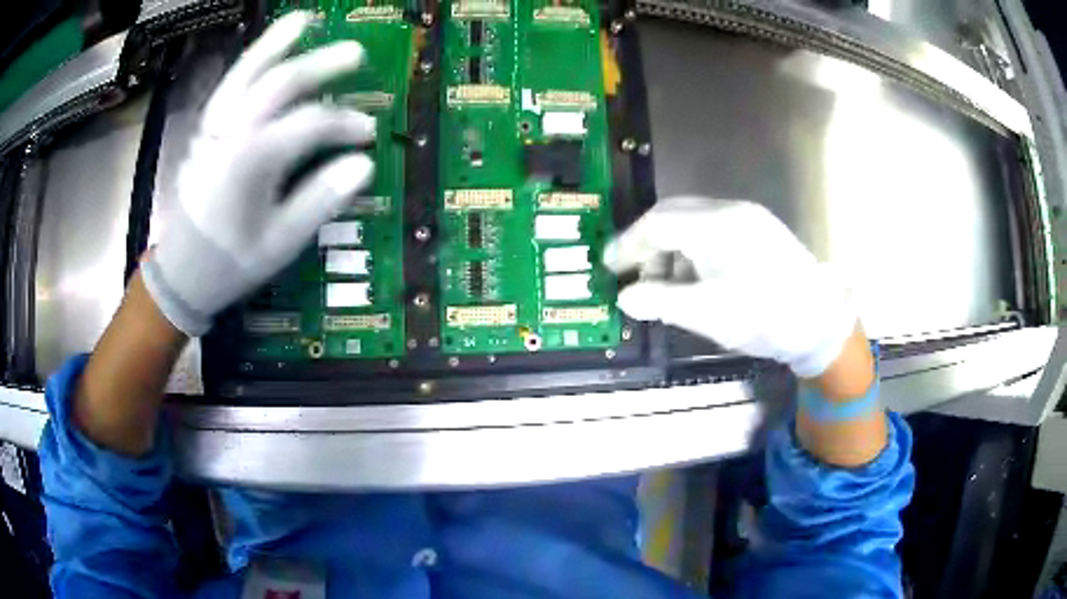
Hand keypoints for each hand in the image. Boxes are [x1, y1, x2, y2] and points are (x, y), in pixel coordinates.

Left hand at [141, 12, 375, 335]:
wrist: (180, 274)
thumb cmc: (230, 263)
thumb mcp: (280, 243)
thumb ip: (320, 200)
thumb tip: (365, 165)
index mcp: (251, 161)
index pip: (309, 125)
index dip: (344, 124)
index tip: (369, 134)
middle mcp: (231, 133)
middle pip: (280, 84)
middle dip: (321, 65)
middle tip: (357, 53)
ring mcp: (213, 128)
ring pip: (246, 73)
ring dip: (275, 44)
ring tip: (304, 19)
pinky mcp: (205, 130)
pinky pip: (228, 86)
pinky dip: (248, 63)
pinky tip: (267, 51)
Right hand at [604, 197, 856, 377]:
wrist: (821, 320)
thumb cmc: (764, 316)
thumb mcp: (708, 314)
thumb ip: (660, 301)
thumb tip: (626, 296)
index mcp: (716, 225)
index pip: (657, 223)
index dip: (628, 244)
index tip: (608, 266)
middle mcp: (730, 210)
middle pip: (673, 214)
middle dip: (647, 242)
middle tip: (633, 273)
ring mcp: (747, 217)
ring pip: (692, 220)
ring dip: (671, 246)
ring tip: (665, 282)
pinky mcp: (758, 230)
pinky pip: (712, 229)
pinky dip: (693, 249)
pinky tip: (695, 276)